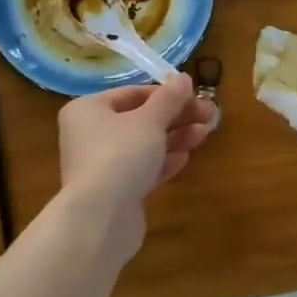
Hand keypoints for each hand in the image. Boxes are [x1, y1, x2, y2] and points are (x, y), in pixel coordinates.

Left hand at [58, 74, 214, 257]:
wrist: (100, 219)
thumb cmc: (120, 155)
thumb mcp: (150, 120)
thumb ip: (169, 98)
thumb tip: (183, 78)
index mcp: (88, 110)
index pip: (132, 93)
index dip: (166, 93)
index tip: (195, 95)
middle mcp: (89, 134)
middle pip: (140, 119)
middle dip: (176, 117)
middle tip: (209, 115)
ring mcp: (100, 165)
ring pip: (143, 145)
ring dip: (174, 138)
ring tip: (204, 134)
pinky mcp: (114, 192)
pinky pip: (141, 170)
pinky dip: (163, 162)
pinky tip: (185, 159)